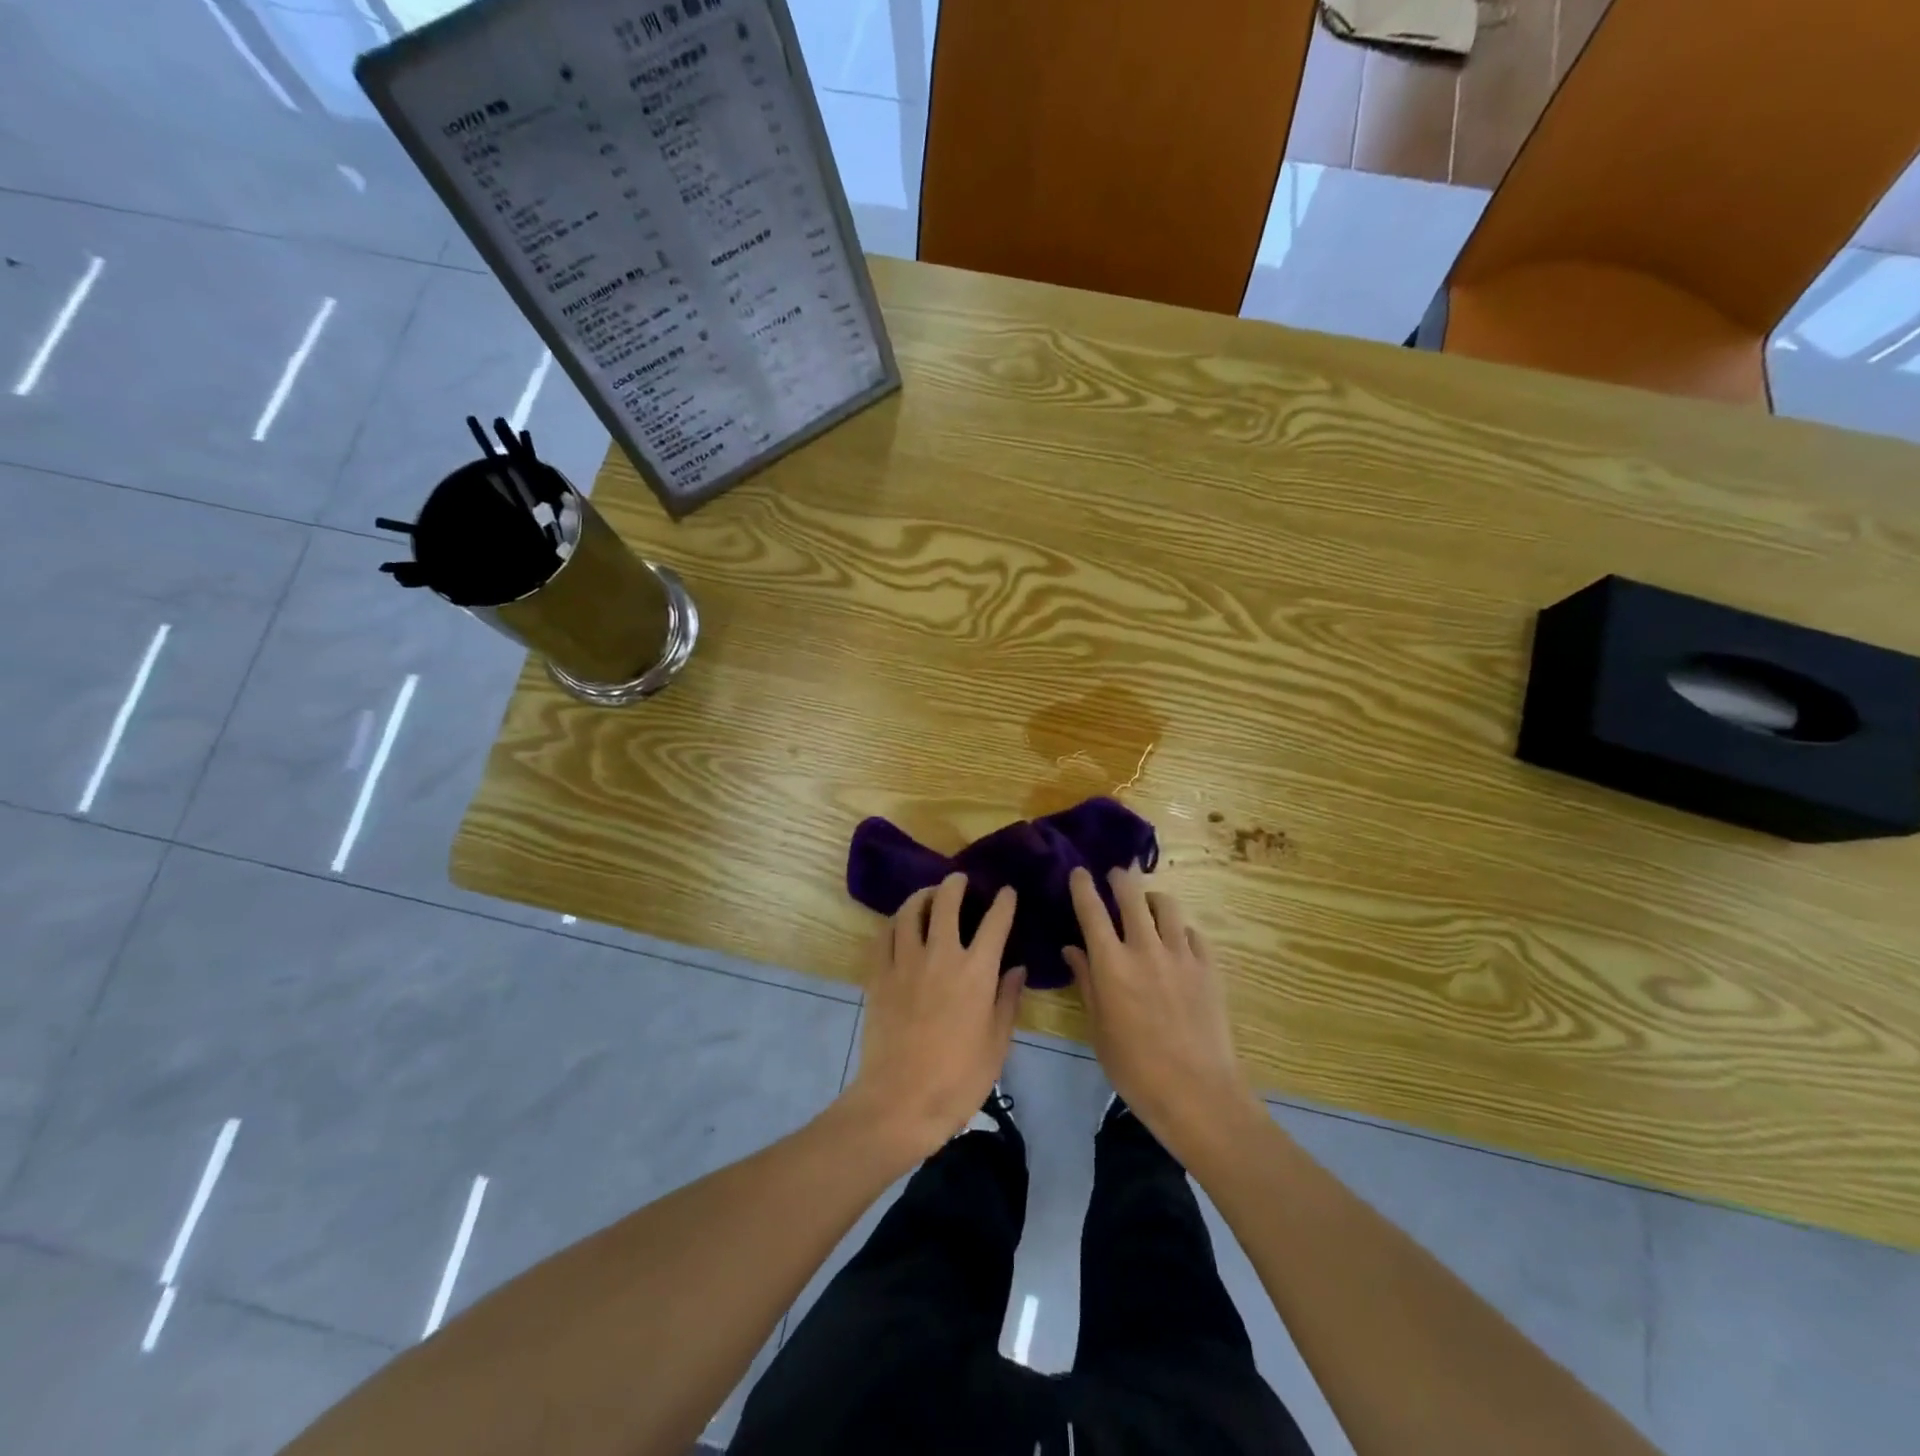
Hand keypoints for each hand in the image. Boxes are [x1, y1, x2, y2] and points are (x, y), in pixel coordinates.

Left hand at [844, 874, 1025, 1162]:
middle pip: (946, 903)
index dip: (1003, 903)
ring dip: (921, 896)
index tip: (1006, 893)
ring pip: (909, 912)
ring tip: (928, 895)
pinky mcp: (878, 976)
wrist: (900, 1101)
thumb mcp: (997, 1044)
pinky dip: (893, 923)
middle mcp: (940, 955)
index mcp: (976, 972)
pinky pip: (883, 936)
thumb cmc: (958, 1079)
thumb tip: (1017, 969)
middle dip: (955, 885)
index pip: (994, 922)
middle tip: (959, 880)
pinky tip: (899, 925)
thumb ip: (1007, 1000)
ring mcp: (905, 963)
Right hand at [1063, 867, 1257, 1155]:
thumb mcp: (1098, 1028)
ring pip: (1167, 905)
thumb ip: (1086, 982)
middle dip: (1121, 878)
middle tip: (1116, 875)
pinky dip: (1179, 929)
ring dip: (1152, 899)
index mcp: (1111, 964)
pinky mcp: (1209, 967)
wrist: (1197, 1093)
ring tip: (1148, 905)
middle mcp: (1145, 948)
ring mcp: (1181, 955)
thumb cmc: (1135, 1068)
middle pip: (1132, 894)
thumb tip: (1073, 949)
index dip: (1082, 886)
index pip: (1091, 910)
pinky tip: (1176, 941)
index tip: (1079, 872)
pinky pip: (1191, 932)